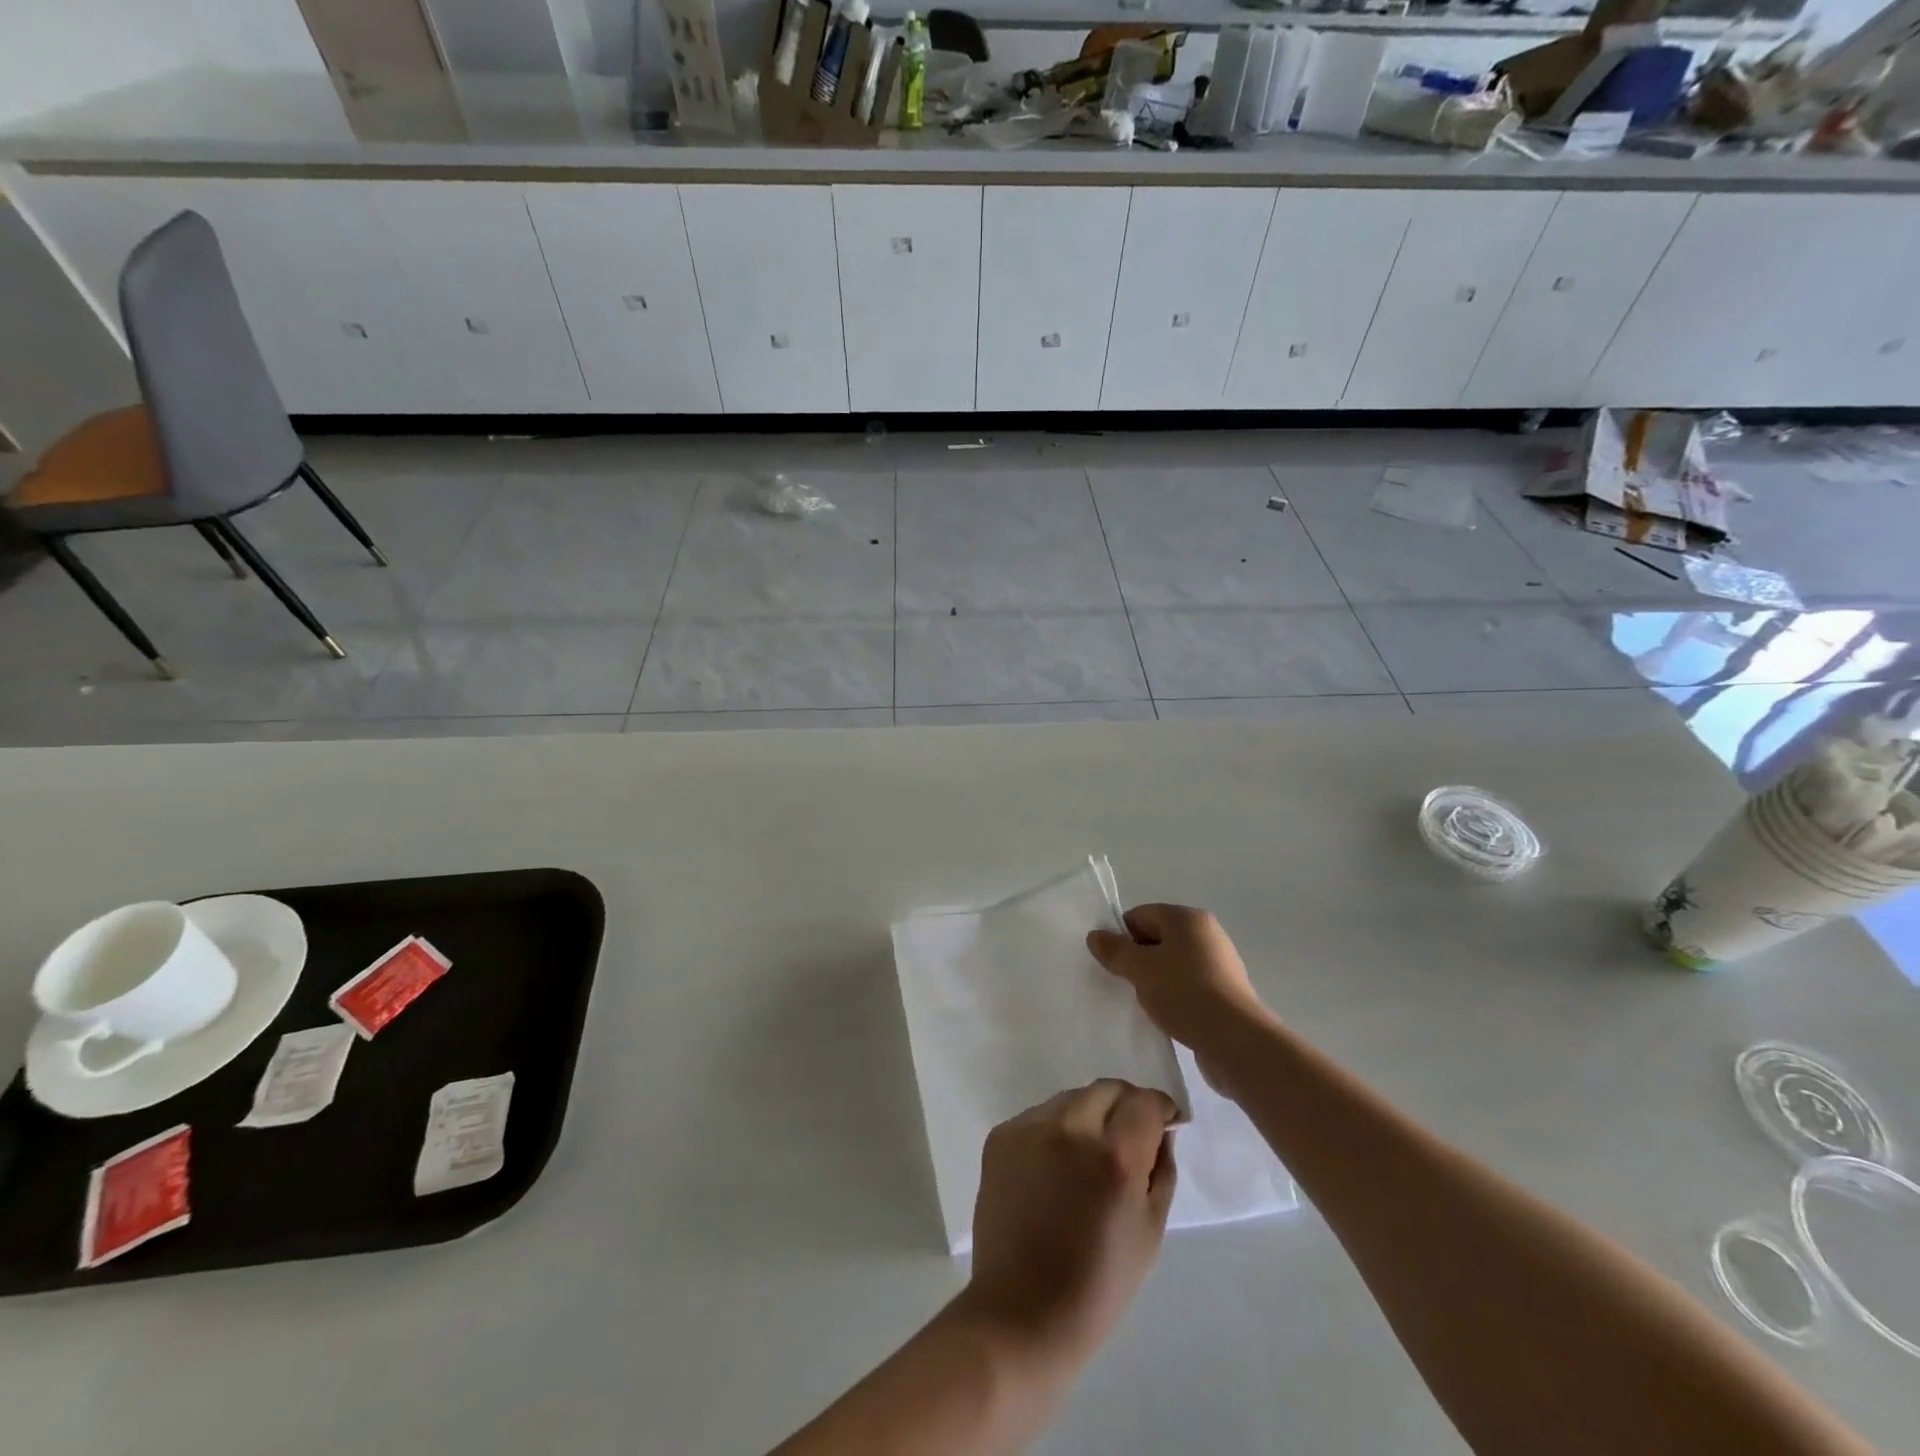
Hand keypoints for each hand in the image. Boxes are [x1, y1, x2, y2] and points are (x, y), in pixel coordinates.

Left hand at [962, 1080, 1176, 1371]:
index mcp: (1115, 1156)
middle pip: (1108, 1089)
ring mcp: (1030, 1128)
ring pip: (1072, 1099)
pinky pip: (1040, 1117)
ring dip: (1089, 1115)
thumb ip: (1161, 1169)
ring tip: (1088, 1157)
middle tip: (1129, 1137)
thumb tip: (1159, 1130)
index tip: (1163, 1122)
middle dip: (1125, 1105)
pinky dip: (1056, 1130)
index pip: (1145, 1102)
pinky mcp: (1001, 1136)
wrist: (1021, 1312)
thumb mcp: (1150, 1231)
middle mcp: (1071, 1129)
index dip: (1160, 1108)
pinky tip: (1055, 1168)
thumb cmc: (1098, 1284)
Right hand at [1087, 904, 1272, 1059]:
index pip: (1141, 915)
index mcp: (1187, 919)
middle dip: (1137, 959)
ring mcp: (1219, 963)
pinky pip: (1188, 985)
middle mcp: (1206, 934)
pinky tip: (1167, 1016)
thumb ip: (1115, 950)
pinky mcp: (1225, 992)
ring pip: (1172, 964)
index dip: (1121, 936)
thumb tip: (1095, 935)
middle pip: (1157, 938)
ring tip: (1145, 1003)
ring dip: (1155, 980)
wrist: (1235, 1041)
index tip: (1111, 963)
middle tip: (1124, 984)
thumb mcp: (1140, 969)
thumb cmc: (1185, 994)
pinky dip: (1173, 996)